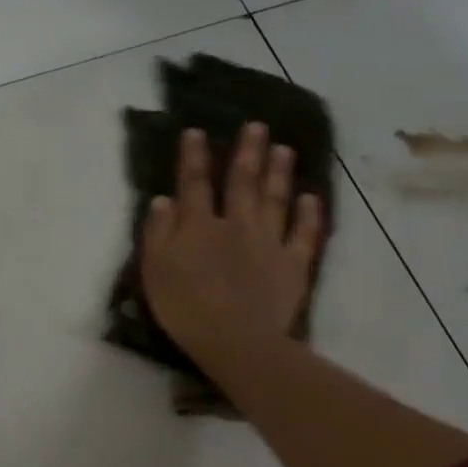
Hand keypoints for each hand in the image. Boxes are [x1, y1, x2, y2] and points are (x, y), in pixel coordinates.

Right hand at [140, 122, 324, 369]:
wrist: (235, 340)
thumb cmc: (186, 308)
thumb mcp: (155, 271)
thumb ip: (158, 233)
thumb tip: (163, 199)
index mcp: (199, 226)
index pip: (195, 184)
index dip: (194, 157)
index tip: (196, 132)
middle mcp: (237, 224)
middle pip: (243, 182)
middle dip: (248, 152)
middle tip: (257, 126)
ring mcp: (270, 242)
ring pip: (276, 200)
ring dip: (280, 173)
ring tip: (285, 149)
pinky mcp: (293, 265)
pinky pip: (304, 234)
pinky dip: (309, 215)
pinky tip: (311, 198)